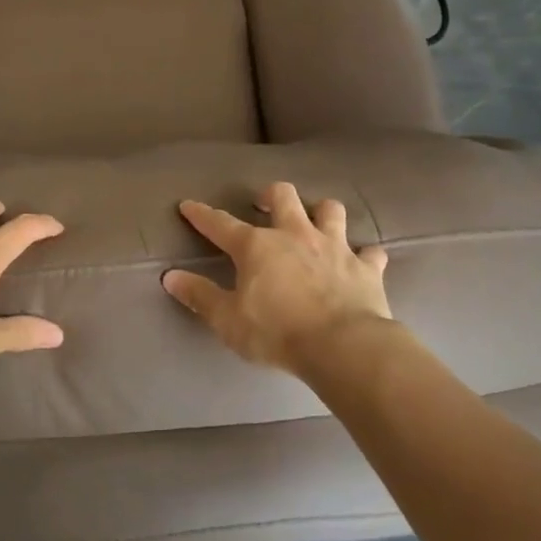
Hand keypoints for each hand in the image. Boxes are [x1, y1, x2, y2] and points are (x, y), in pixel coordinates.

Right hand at [162, 182, 390, 376]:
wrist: (343, 346)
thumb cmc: (277, 332)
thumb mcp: (228, 320)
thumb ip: (199, 296)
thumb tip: (170, 277)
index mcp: (257, 246)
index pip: (221, 224)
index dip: (202, 214)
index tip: (188, 205)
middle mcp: (295, 235)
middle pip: (283, 196)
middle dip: (271, 194)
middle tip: (265, 203)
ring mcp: (335, 247)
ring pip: (331, 210)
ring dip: (322, 212)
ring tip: (315, 221)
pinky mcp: (366, 267)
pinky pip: (370, 252)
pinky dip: (364, 255)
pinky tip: (361, 261)